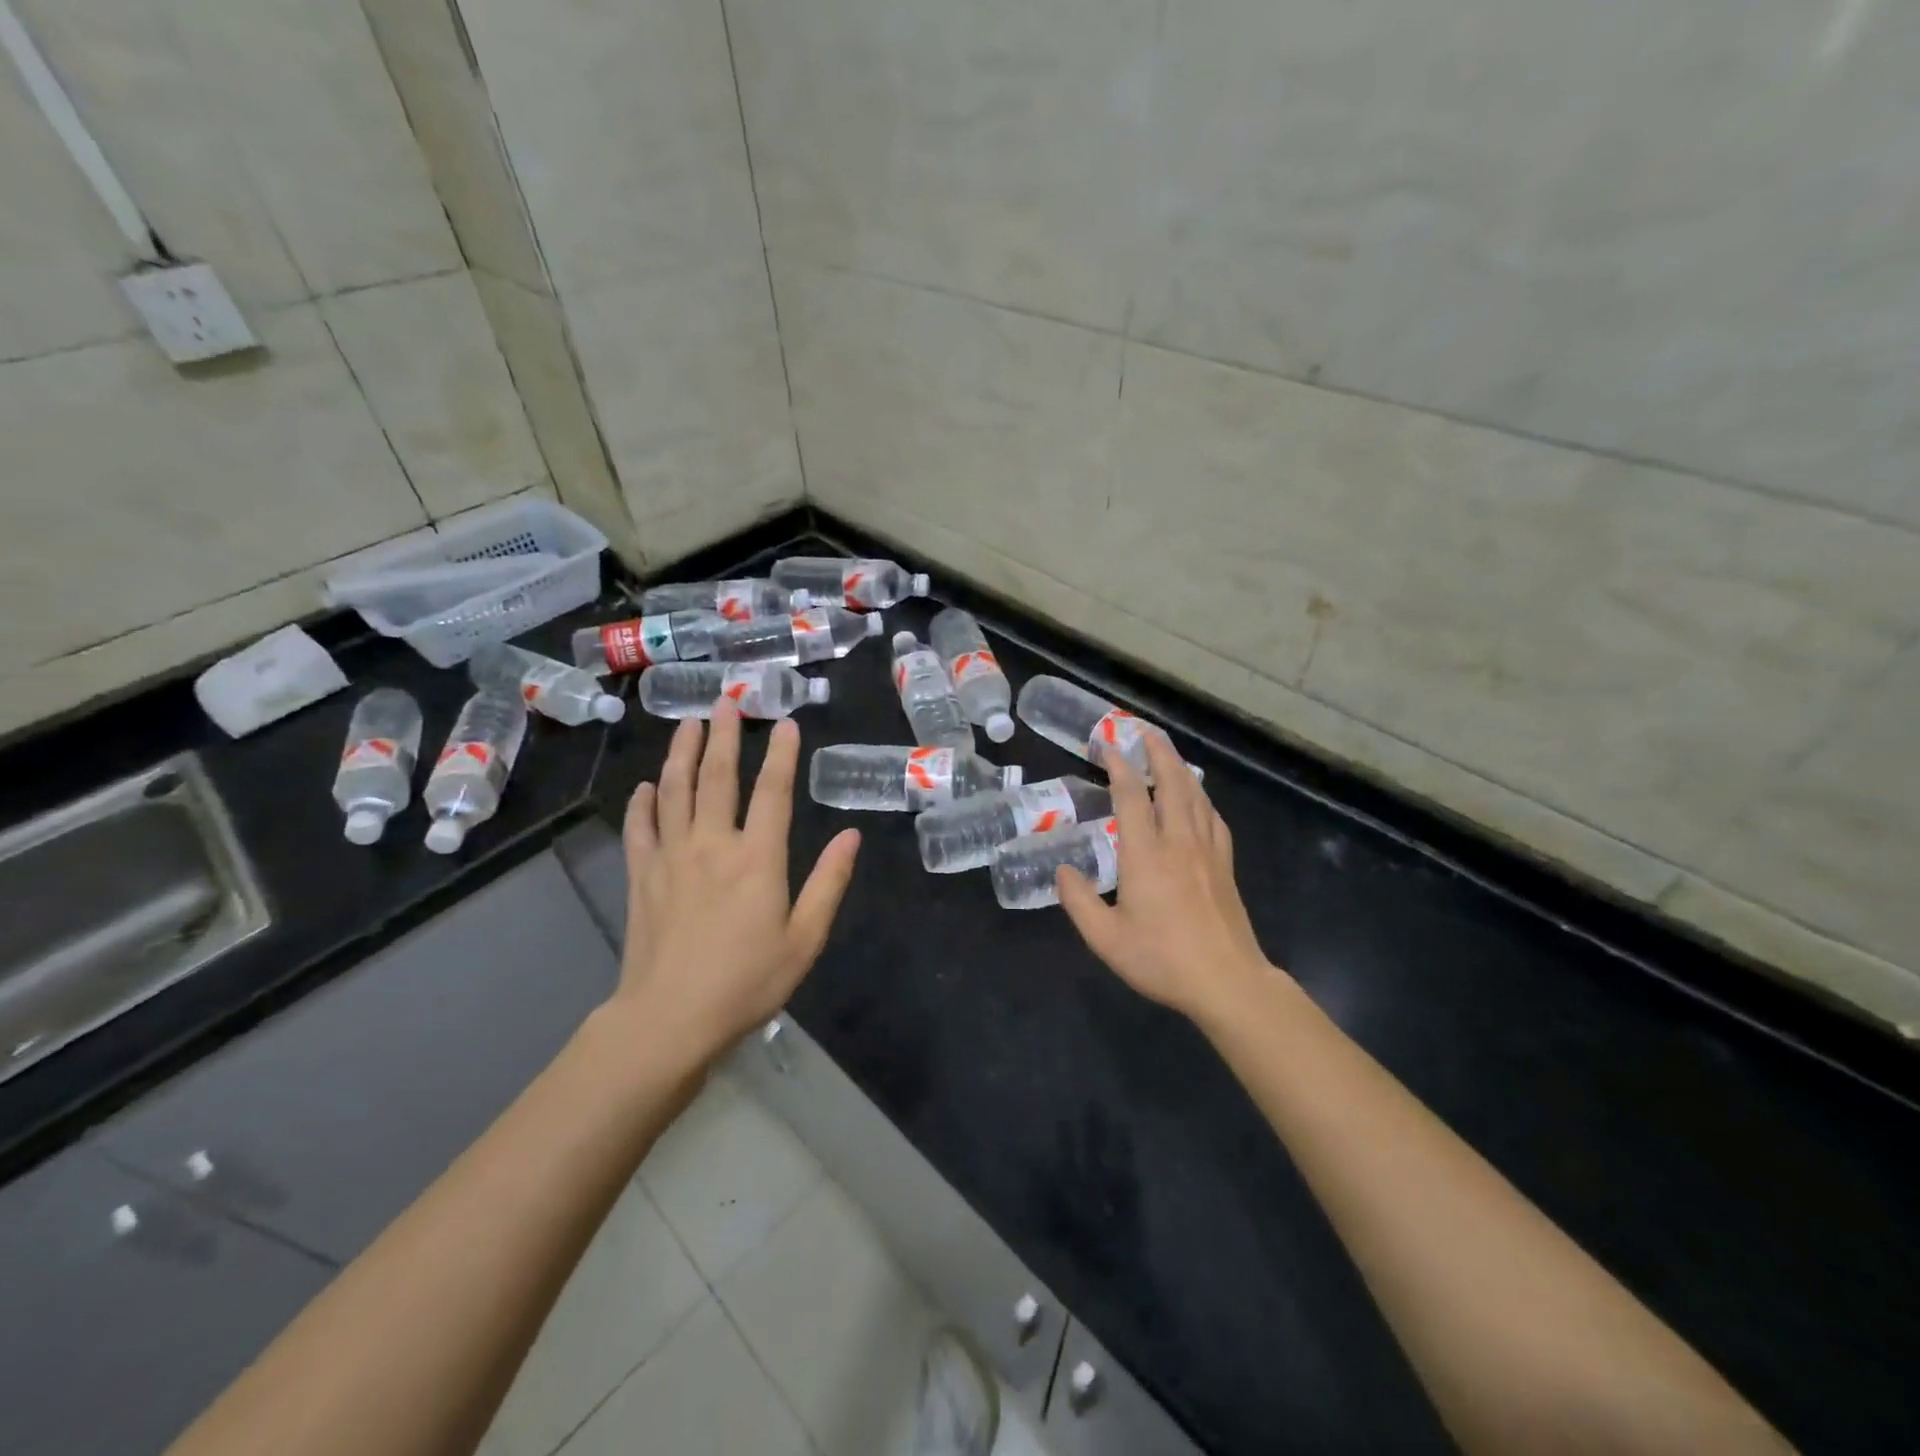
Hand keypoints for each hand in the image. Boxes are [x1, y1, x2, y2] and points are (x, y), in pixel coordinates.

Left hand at [615, 700, 859, 1061]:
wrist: (669, 1019)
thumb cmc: (747, 982)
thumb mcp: (805, 939)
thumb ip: (829, 883)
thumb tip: (852, 836)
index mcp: (757, 858)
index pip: (772, 792)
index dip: (780, 754)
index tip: (784, 722)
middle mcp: (712, 844)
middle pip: (716, 778)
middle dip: (723, 736)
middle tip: (725, 701)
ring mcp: (671, 857)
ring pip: (674, 791)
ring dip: (681, 753)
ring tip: (687, 724)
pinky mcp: (642, 877)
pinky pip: (640, 828)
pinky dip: (644, 803)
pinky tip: (646, 786)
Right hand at [1056, 731, 1276, 1024]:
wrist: (1228, 981)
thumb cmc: (1162, 959)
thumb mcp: (1107, 939)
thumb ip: (1079, 902)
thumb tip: (1063, 871)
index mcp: (1146, 854)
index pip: (1132, 796)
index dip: (1119, 767)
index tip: (1108, 746)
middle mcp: (1179, 842)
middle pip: (1172, 784)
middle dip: (1158, 753)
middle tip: (1145, 732)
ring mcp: (1207, 852)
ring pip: (1196, 796)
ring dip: (1181, 769)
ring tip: (1169, 754)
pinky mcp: (1225, 866)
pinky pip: (1214, 819)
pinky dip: (1202, 799)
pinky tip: (1199, 800)